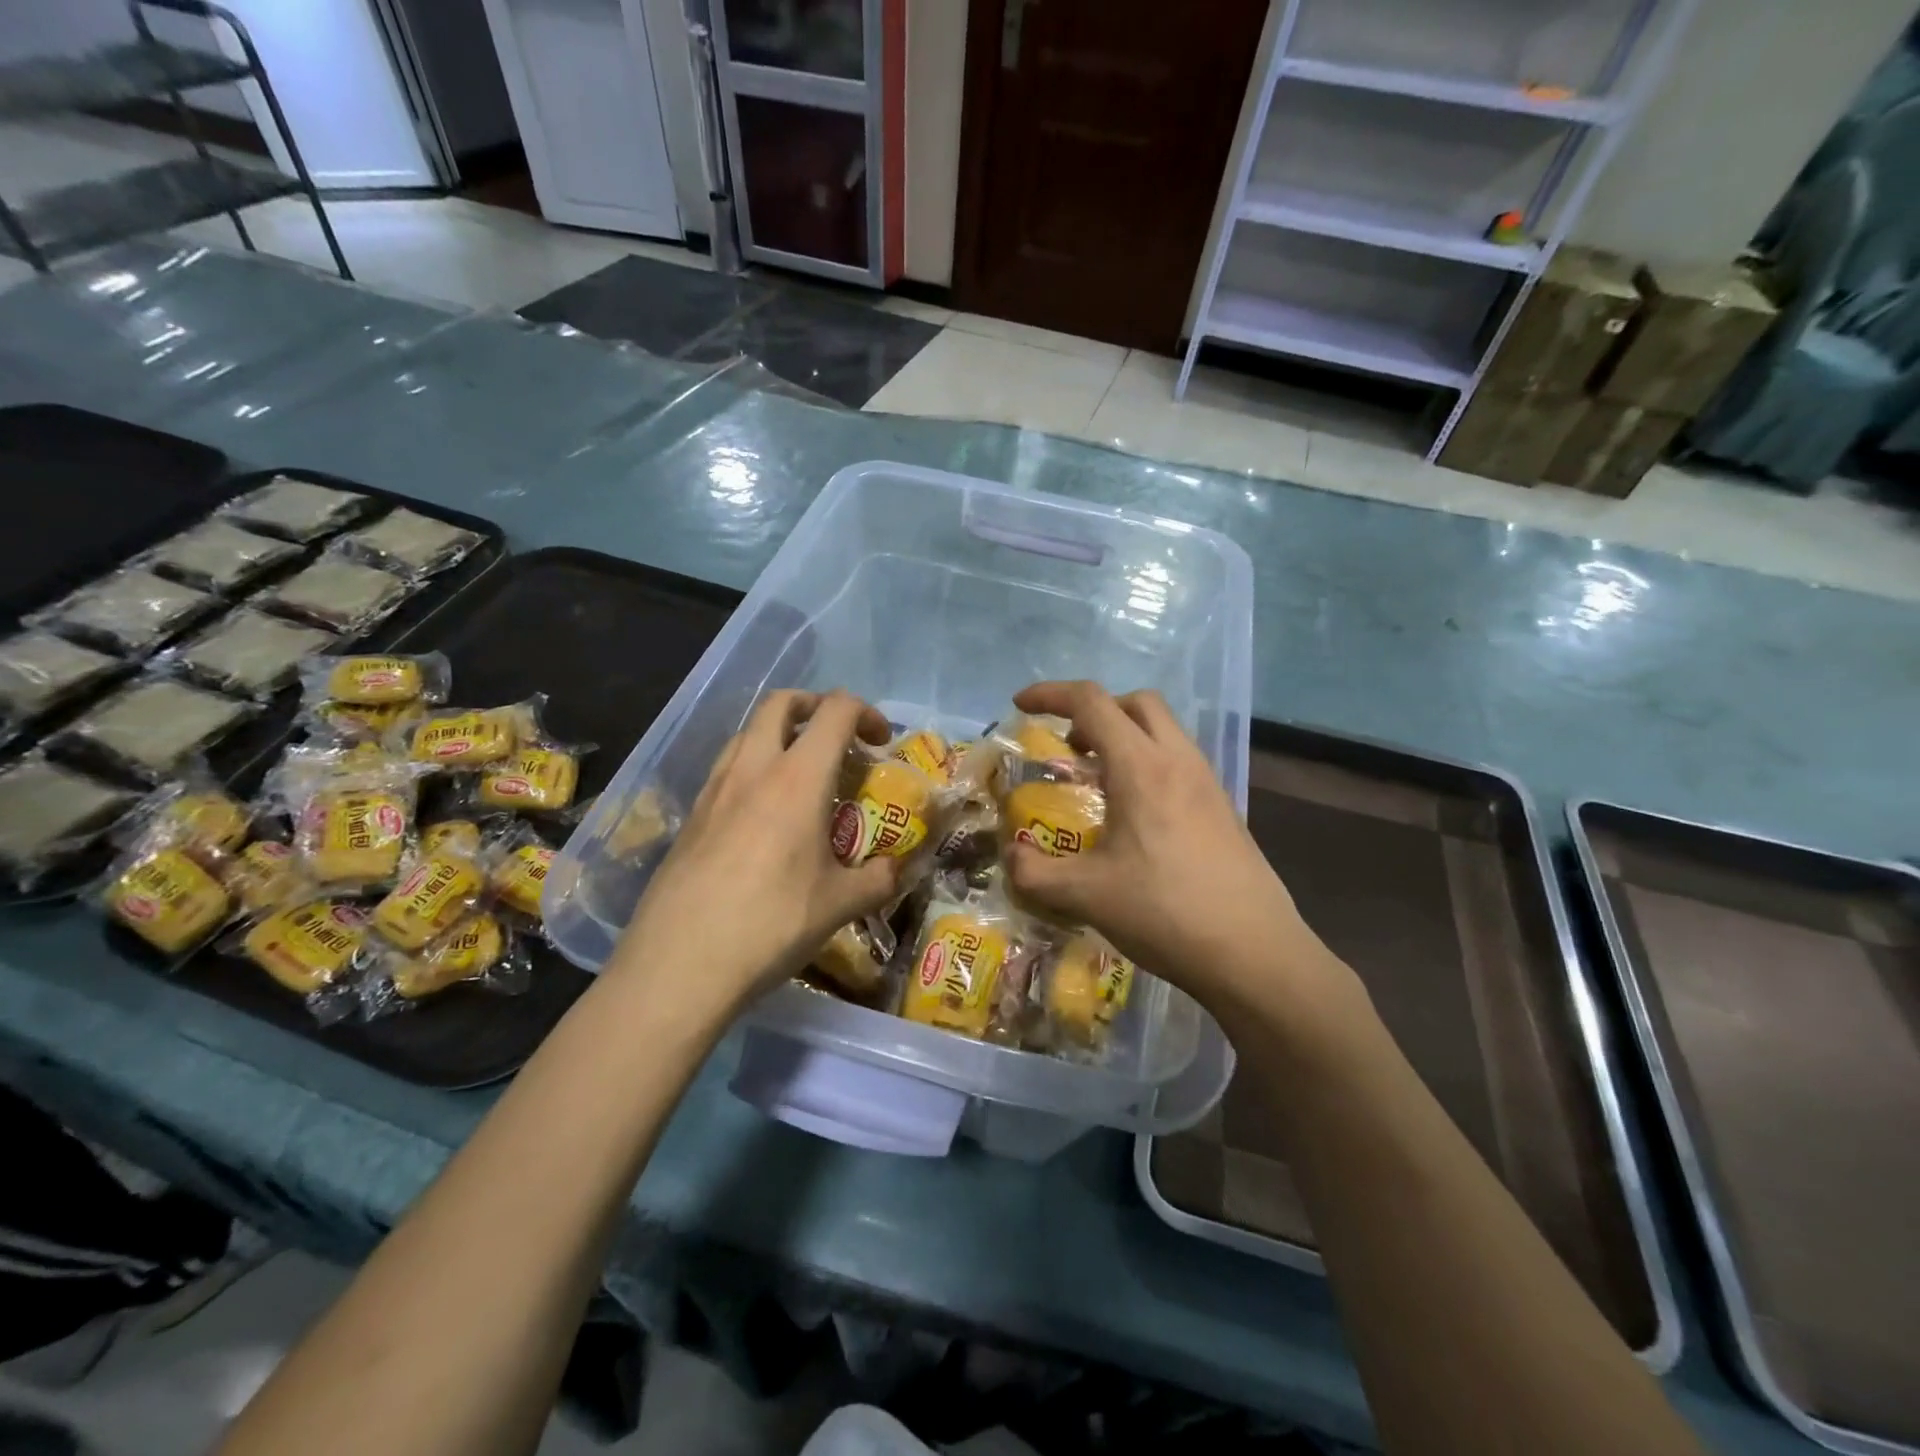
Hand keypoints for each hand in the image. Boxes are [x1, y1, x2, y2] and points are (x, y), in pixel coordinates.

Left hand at [612, 690, 900, 1010]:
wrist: (679, 964)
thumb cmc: (771, 924)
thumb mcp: (840, 905)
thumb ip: (879, 879)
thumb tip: (898, 869)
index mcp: (798, 778)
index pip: (835, 711)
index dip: (865, 713)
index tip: (880, 742)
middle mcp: (753, 768)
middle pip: (782, 703)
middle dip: (815, 707)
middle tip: (837, 739)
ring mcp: (714, 789)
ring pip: (747, 732)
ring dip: (780, 734)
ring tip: (801, 776)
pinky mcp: (690, 815)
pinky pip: (727, 769)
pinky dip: (753, 768)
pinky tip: (764, 817)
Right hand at [1003, 681, 1358, 1023]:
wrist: (1254, 952)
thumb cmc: (1165, 913)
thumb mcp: (1085, 896)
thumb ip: (1034, 873)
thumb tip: (1010, 858)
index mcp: (1141, 768)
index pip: (1091, 703)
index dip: (1050, 694)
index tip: (1021, 705)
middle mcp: (1177, 761)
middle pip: (1136, 703)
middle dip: (1095, 710)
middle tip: (1069, 746)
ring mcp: (1207, 783)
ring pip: (1163, 729)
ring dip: (1125, 736)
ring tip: (1098, 782)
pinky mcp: (1223, 807)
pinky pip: (1179, 760)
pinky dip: (1148, 762)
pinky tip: (1135, 814)